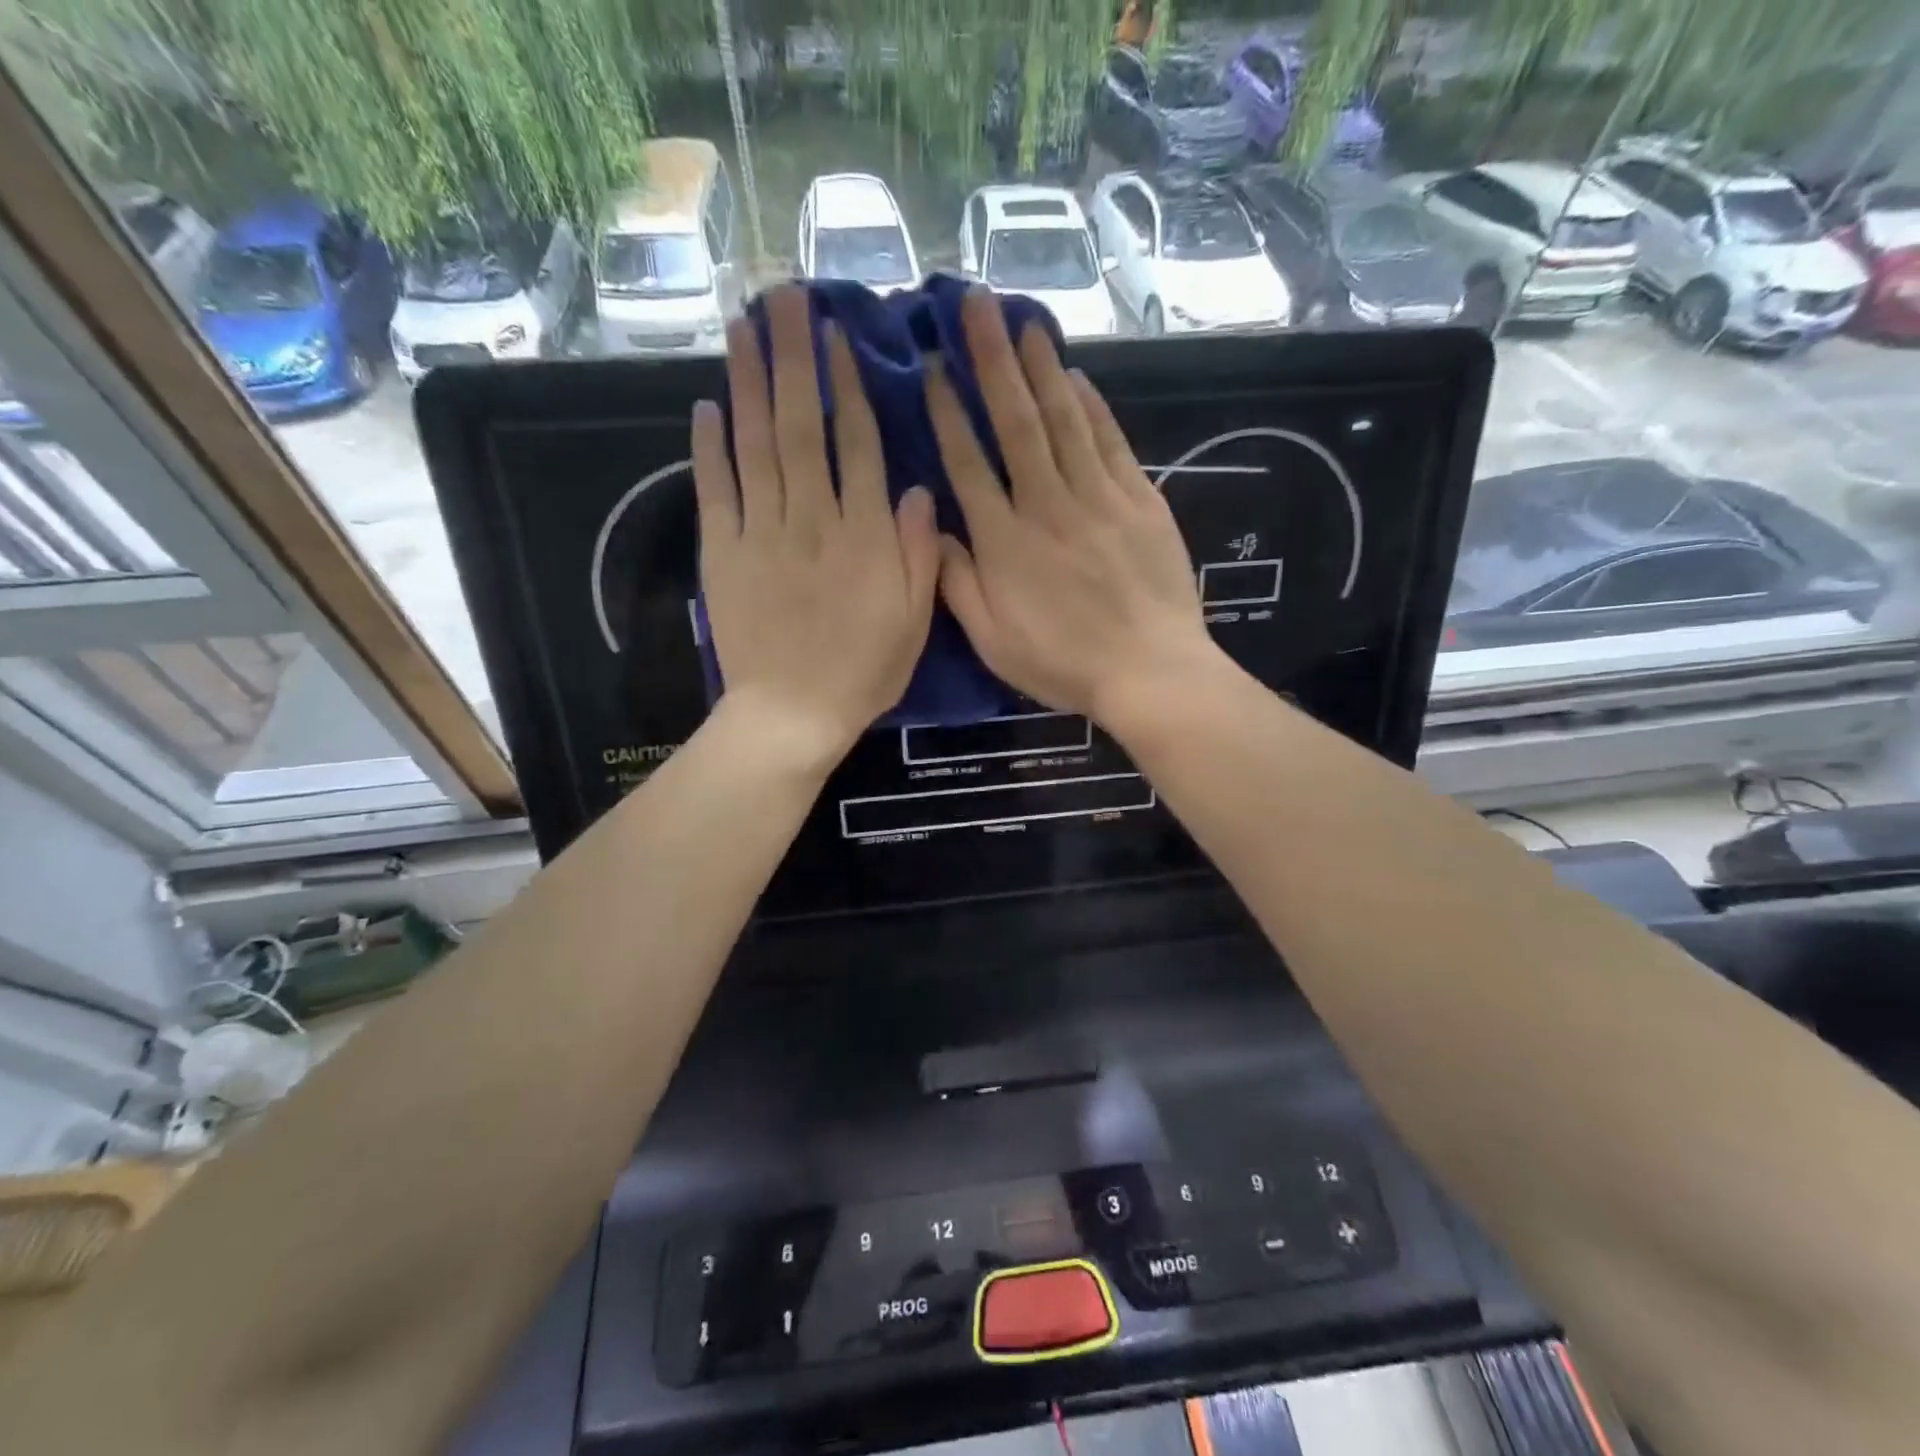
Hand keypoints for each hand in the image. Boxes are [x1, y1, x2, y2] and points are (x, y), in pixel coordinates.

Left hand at [695, 285, 937, 762]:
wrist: (792, 713)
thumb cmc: (863, 672)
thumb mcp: (915, 622)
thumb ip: (919, 553)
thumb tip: (919, 490)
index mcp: (865, 536)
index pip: (859, 446)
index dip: (849, 387)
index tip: (838, 336)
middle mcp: (813, 519)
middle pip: (803, 426)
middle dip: (794, 359)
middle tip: (783, 299)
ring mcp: (762, 532)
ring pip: (757, 445)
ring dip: (751, 382)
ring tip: (744, 328)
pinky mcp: (723, 553)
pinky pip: (716, 489)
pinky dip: (710, 447)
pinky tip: (708, 405)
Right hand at [927, 288, 1216, 722]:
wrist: (1149, 671)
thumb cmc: (1063, 663)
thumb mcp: (992, 641)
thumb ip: (957, 585)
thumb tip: (935, 531)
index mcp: (1005, 542)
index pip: (968, 463)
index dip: (946, 412)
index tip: (929, 367)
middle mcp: (1047, 505)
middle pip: (1015, 423)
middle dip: (991, 360)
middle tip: (975, 304)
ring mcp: (1098, 498)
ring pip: (1064, 420)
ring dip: (1041, 367)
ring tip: (1022, 319)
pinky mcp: (1140, 500)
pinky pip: (1110, 441)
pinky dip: (1092, 405)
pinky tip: (1076, 376)